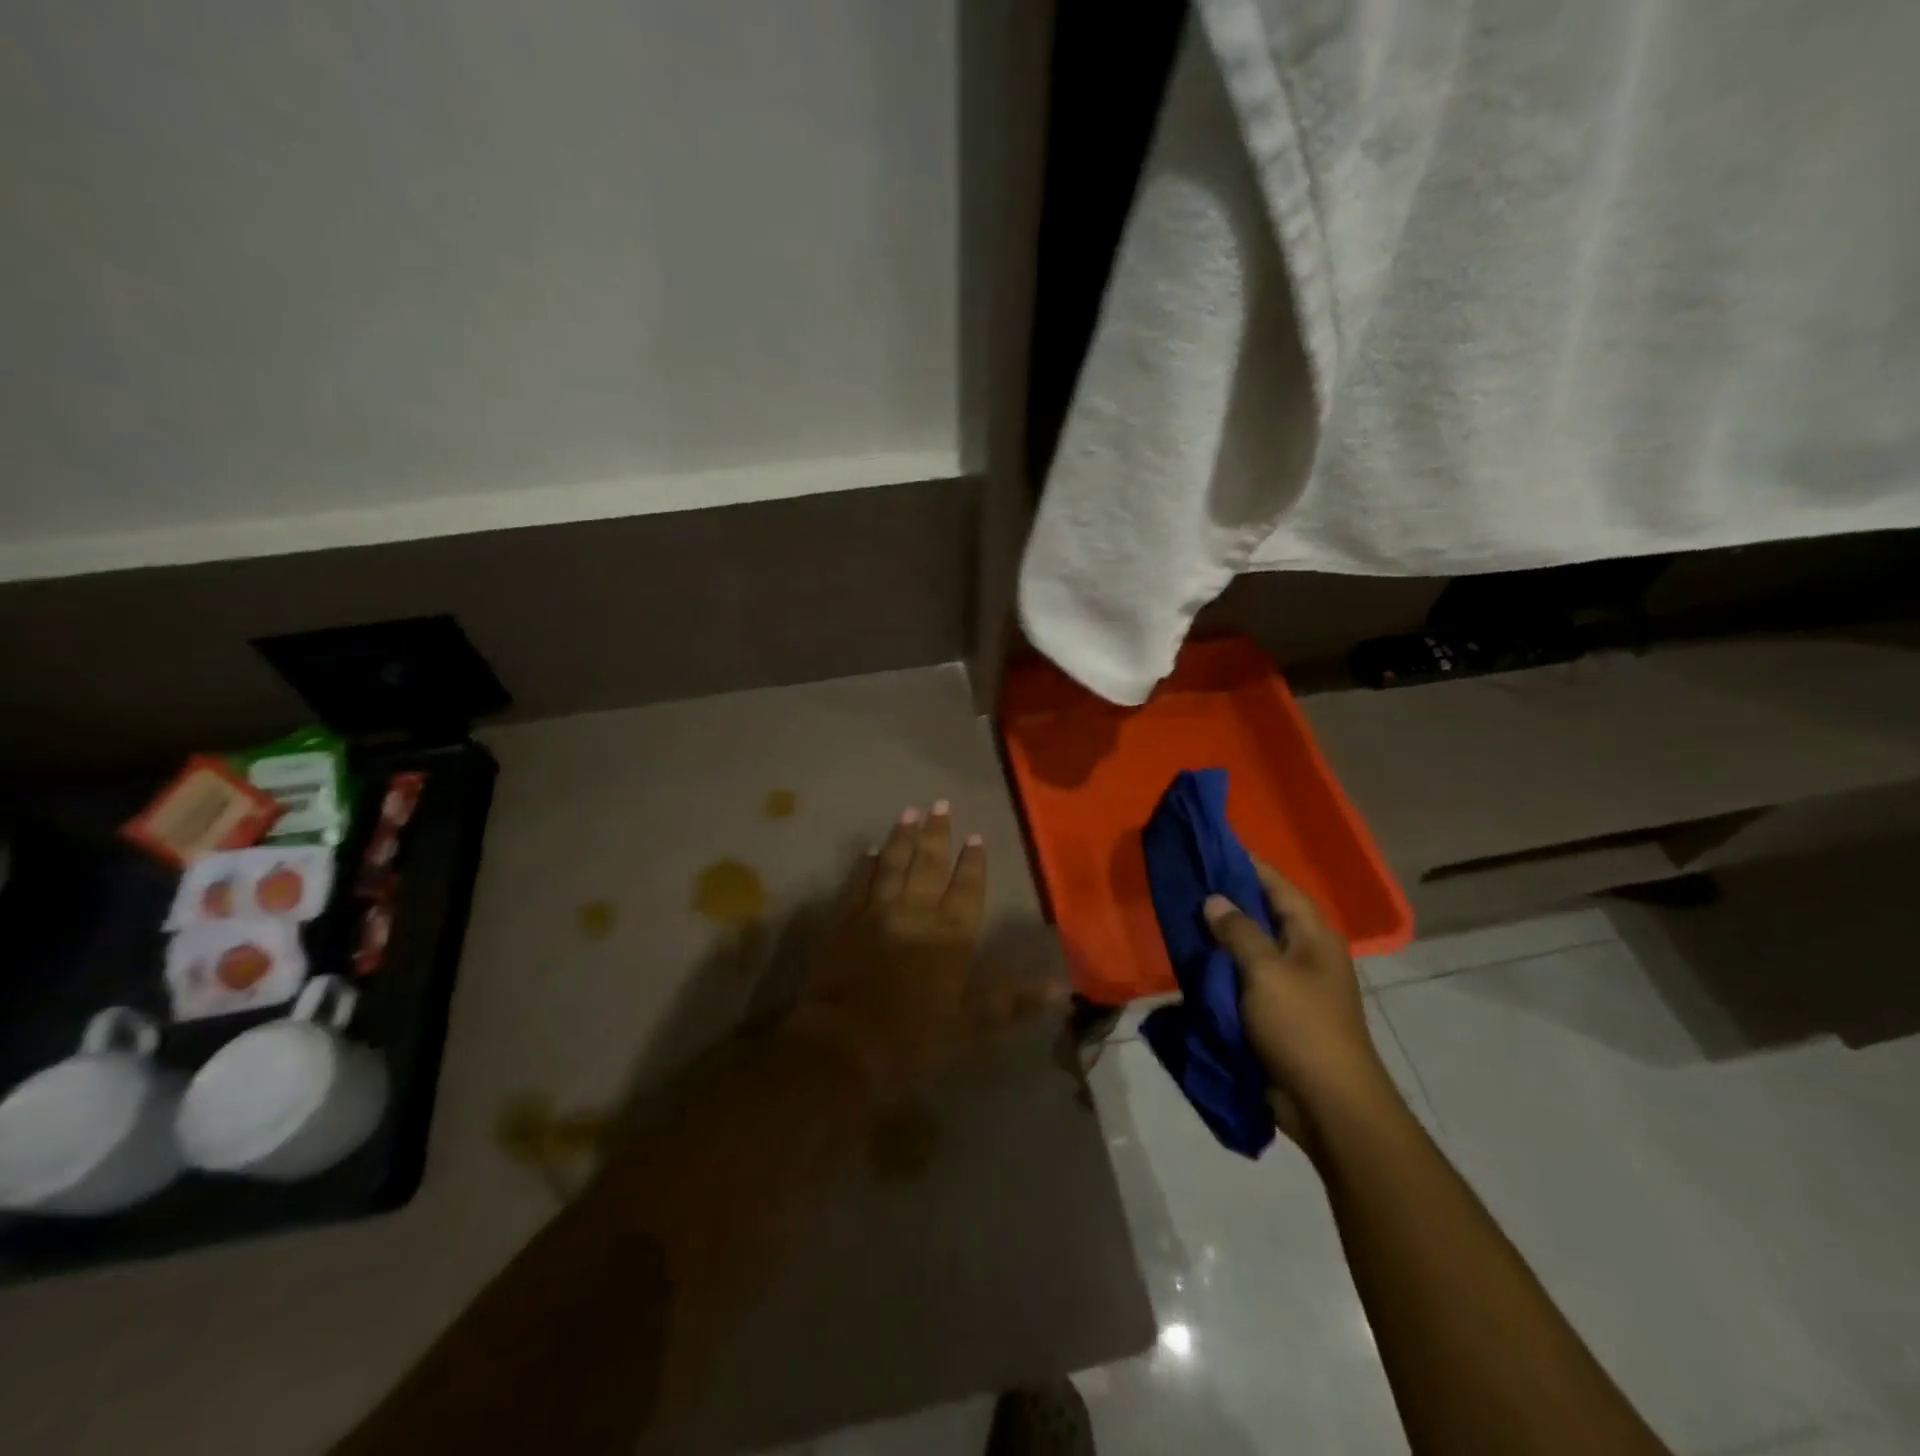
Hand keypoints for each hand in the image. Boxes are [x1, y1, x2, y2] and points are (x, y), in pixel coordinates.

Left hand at [791, 803, 1046, 1101]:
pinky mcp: (844, 921)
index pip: (966, 889)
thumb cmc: (914, 1038)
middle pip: (928, 866)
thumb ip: (1013, 1002)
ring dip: (902, 838)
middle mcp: (915, 913)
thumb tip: (1059, 987)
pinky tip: (869, 850)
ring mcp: (876, 913)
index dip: (972, 863)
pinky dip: (864, 865)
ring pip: (892, 865)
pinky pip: (857, 883)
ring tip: (910, 813)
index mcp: (950, 936)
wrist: (844, 1043)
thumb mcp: (971, 1026)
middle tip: (941, 804)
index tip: (974, 836)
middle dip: (937, 834)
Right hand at [1202, 861, 1392, 1128]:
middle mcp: (1305, 952)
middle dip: (1226, 899)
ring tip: (1181, 916)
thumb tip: (1215, 900)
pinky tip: (1192, 961)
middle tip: (1185, 882)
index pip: (1277, 884)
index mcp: (1312, 935)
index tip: (1209, 846)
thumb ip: (1238, 932)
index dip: (1246, 864)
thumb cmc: (1301, 1027)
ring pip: (1250, 947)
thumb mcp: (1266, 972)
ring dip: (1221, 936)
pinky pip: (1245, 978)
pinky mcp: (1276, 1012)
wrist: (1328, 1103)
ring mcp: (1291, 984)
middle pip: (1262, 913)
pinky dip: (1222, 968)